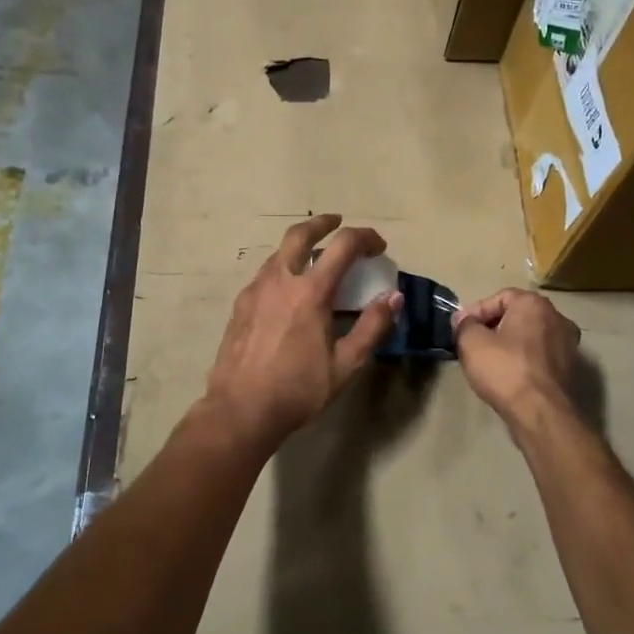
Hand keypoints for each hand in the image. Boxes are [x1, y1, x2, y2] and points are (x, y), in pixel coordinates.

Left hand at [202, 215, 401, 451]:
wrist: (240, 410)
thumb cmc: (298, 389)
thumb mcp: (345, 364)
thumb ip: (372, 327)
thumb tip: (394, 297)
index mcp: (310, 292)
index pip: (343, 246)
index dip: (365, 237)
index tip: (378, 245)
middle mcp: (280, 280)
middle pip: (300, 234)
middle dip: (322, 223)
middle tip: (337, 223)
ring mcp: (255, 290)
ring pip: (279, 253)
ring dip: (300, 246)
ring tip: (314, 258)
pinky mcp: (240, 305)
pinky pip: (265, 274)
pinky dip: (283, 268)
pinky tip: (288, 291)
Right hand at [452, 289, 582, 441]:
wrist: (542, 414)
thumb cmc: (505, 370)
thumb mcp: (471, 342)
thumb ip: (465, 325)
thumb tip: (464, 321)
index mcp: (534, 304)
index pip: (499, 298)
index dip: (475, 312)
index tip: (460, 329)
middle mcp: (557, 317)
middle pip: (517, 316)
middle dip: (493, 327)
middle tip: (472, 343)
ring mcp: (568, 344)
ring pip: (529, 337)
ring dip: (508, 345)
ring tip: (488, 361)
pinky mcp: (570, 369)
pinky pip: (540, 356)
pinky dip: (523, 361)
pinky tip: (508, 376)